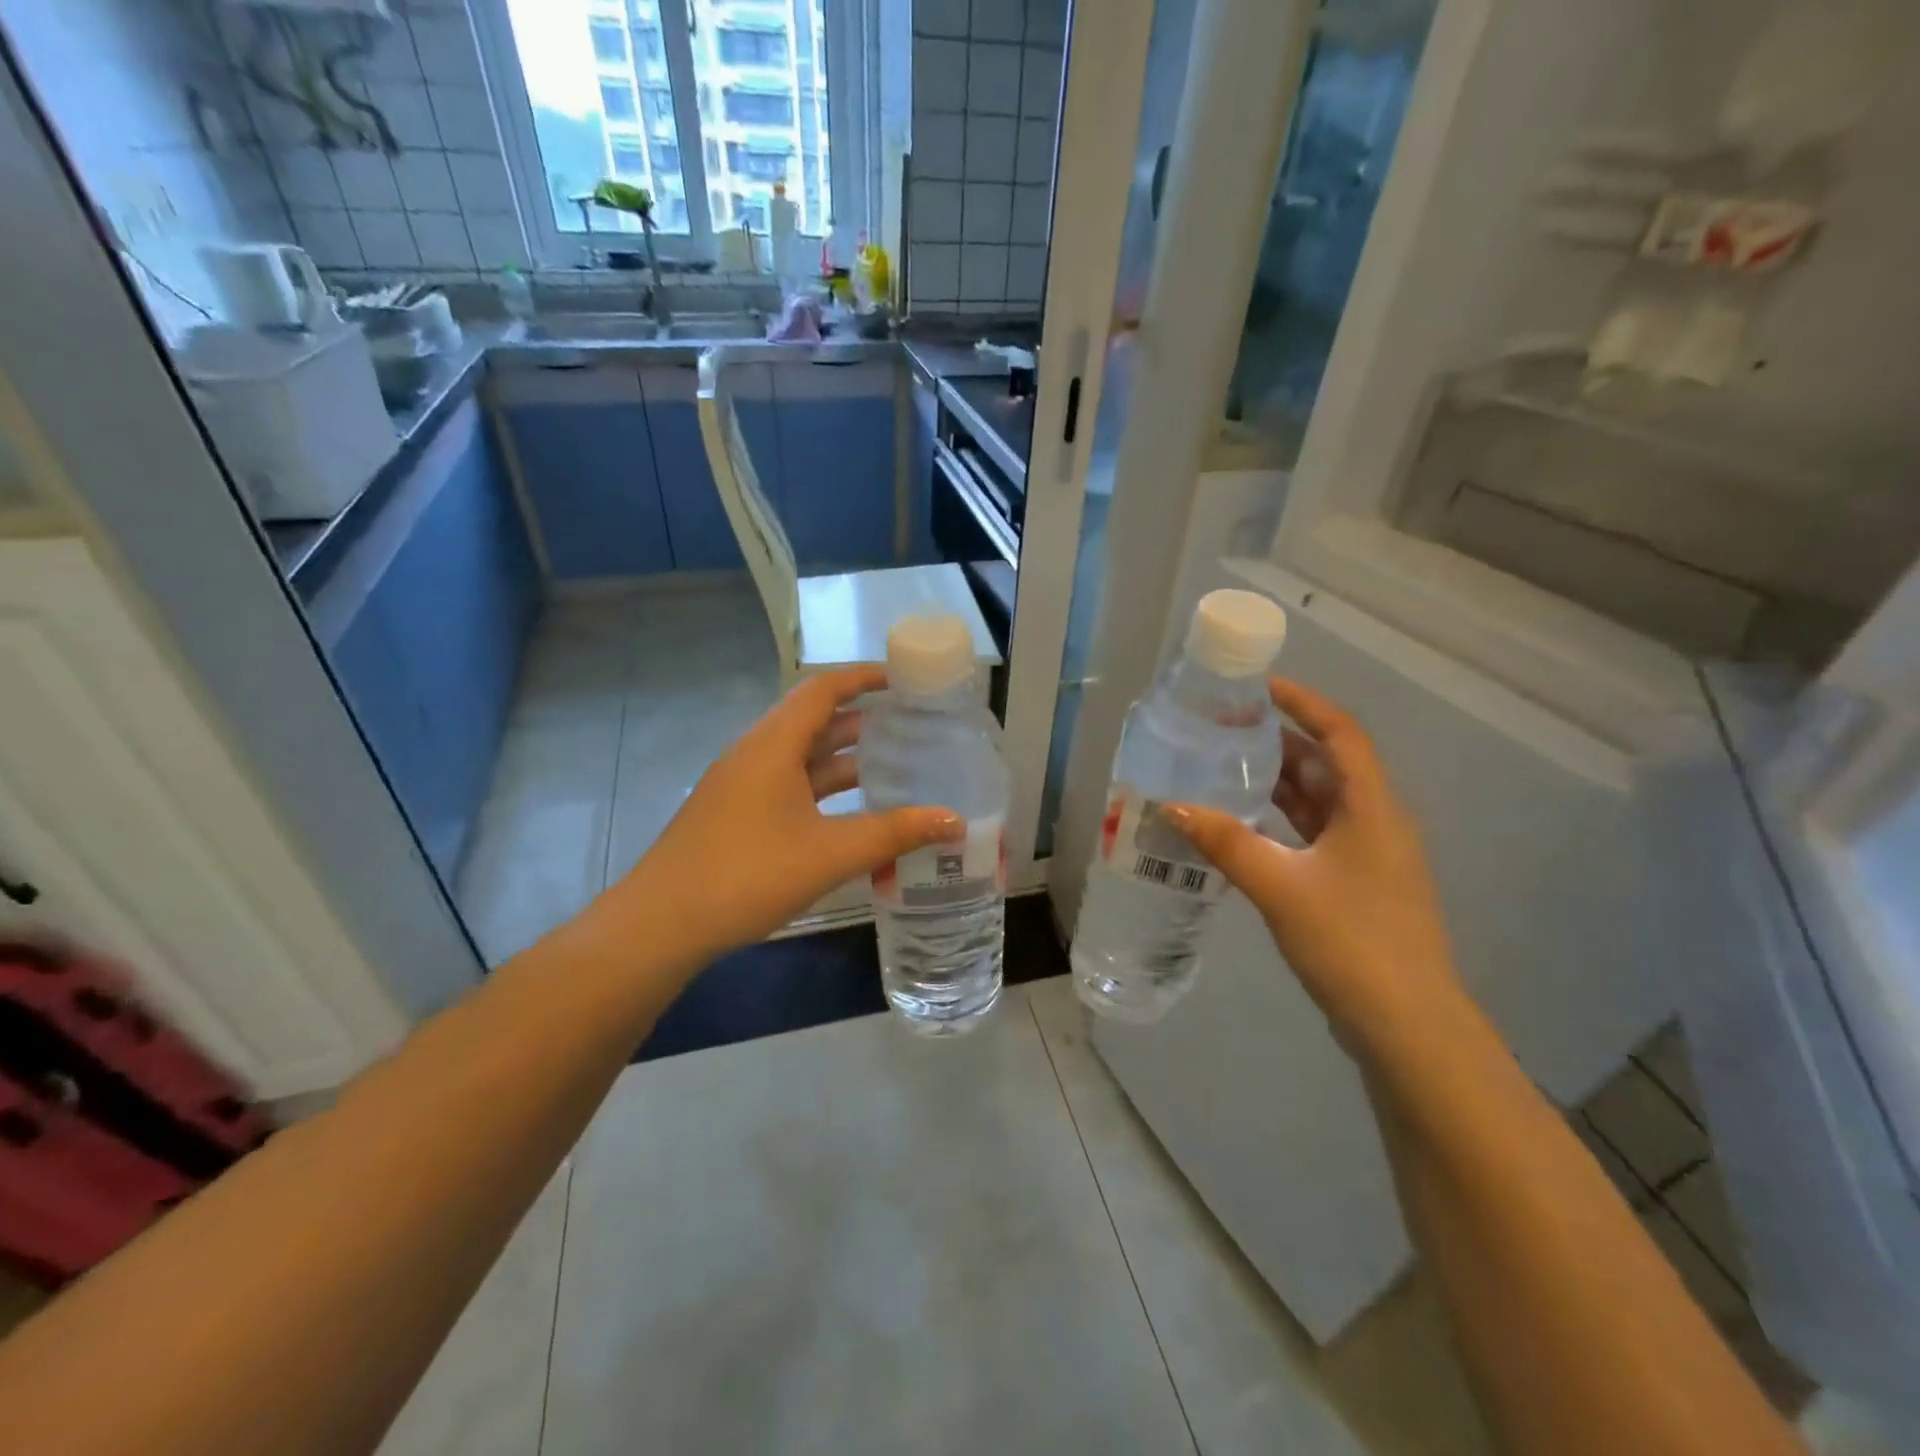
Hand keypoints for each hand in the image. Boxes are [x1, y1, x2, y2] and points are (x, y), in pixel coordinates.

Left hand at [617, 668, 963, 959]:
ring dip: (843, 760)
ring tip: (893, 767)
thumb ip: (894, 833)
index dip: (863, 678)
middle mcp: (755, 754)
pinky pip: (790, 787)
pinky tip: (850, 814)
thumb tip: (955, 820)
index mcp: (773, 745)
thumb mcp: (829, 853)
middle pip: (814, 722)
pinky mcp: (737, 815)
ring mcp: (742, 786)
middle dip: (862, 721)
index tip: (903, 679)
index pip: (822, 690)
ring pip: (801, 759)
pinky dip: (823, 790)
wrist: (661, 924)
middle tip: (911, 728)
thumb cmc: (747, 874)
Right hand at [1166, 678, 1462, 1051]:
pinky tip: (1242, 826)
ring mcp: (1366, 856)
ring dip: (1277, 782)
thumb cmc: (1351, 941)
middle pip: (1327, 764)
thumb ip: (1225, 842)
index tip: (1259, 687)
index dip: (1304, 703)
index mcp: (1370, 807)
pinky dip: (1280, 822)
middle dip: (1279, 741)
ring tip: (1225, 767)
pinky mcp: (1353, 885)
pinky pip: (1313, 835)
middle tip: (1225, 729)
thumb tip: (1171, 806)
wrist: (1406, 1025)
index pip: (1340, 734)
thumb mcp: (1280, 886)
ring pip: (1319, 802)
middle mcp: (1374, 821)